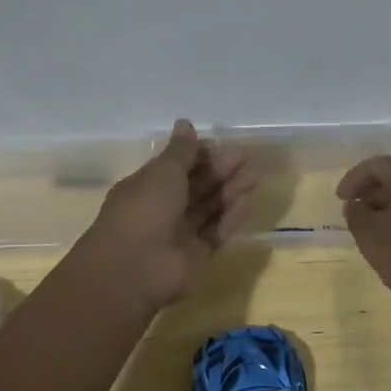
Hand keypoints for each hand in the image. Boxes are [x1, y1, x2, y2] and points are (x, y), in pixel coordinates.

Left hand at [80, 120, 258, 309]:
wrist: (135, 268)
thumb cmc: (144, 210)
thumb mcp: (162, 172)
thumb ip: (180, 151)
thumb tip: (185, 123)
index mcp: (147, 186)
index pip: (177, 166)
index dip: (199, 155)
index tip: (222, 144)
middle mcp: (163, 209)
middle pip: (196, 186)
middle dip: (221, 170)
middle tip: (247, 156)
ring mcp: (180, 234)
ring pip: (209, 208)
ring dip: (231, 191)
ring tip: (256, 175)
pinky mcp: (197, 255)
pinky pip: (217, 231)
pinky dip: (231, 217)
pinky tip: (249, 202)